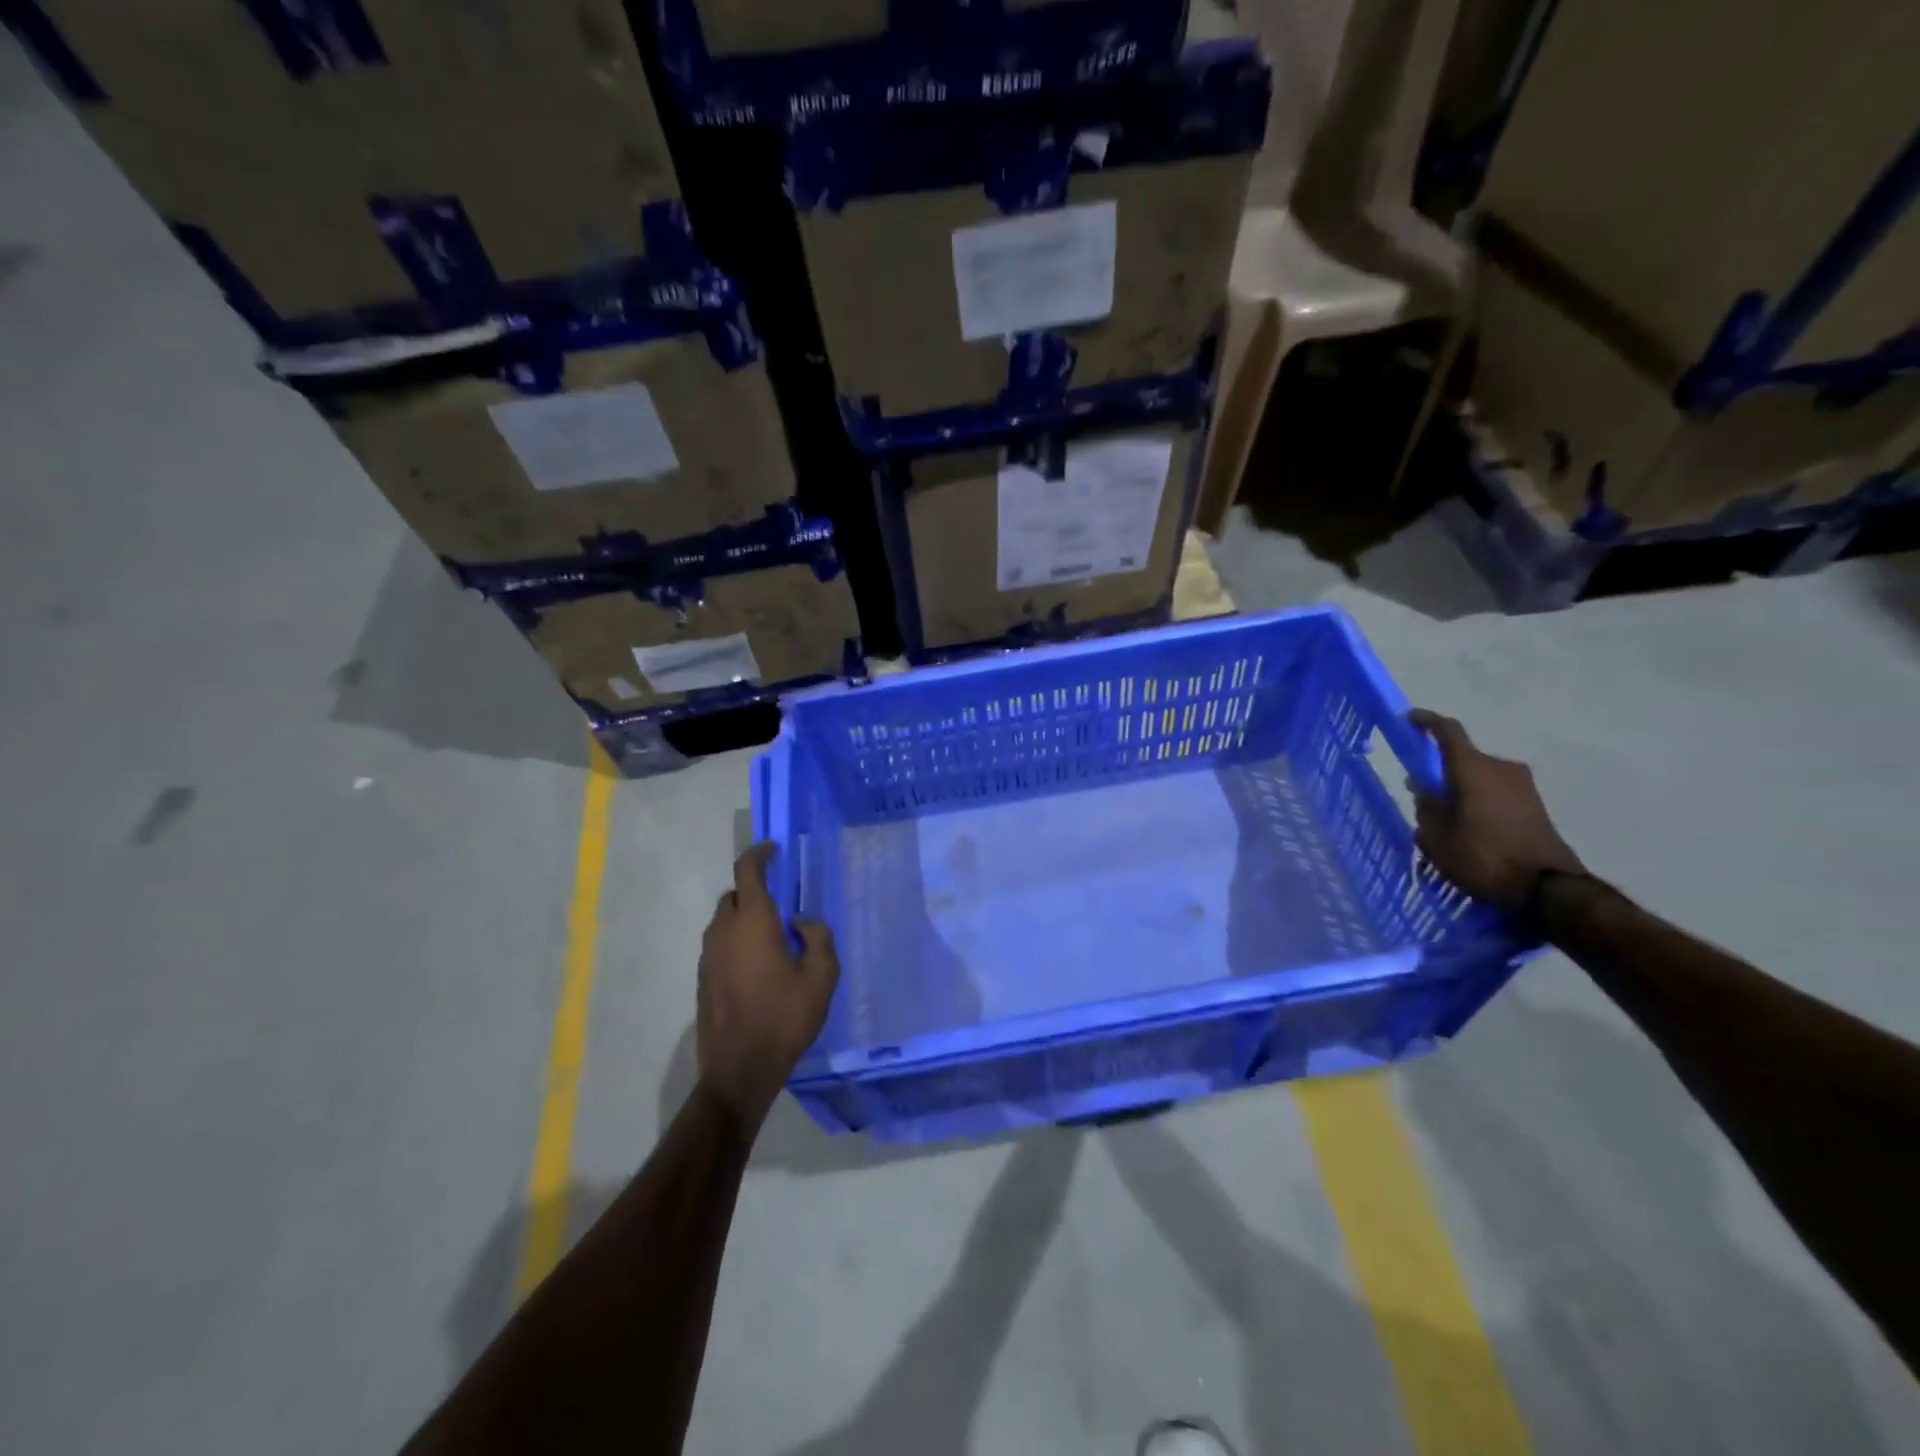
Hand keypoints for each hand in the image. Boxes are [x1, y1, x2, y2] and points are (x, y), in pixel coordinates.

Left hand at [697, 843, 839, 1129]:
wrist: (739, 1069)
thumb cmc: (784, 1017)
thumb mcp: (821, 976)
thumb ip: (818, 937)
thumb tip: (800, 923)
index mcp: (752, 922)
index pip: (748, 871)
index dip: (759, 854)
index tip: (773, 850)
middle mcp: (723, 931)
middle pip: (734, 895)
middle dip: (755, 890)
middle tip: (782, 903)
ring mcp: (708, 956)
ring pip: (724, 921)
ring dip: (745, 918)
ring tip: (773, 938)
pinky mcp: (702, 978)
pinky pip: (720, 944)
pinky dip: (737, 941)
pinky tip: (759, 966)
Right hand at [1408, 709, 1584, 910]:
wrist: (1548, 889)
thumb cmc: (1483, 857)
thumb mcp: (1437, 837)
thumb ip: (1426, 807)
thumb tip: (1423, 788)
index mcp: (1473, 768)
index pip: (1448, 732)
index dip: (1427, 722)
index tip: (1409, 719)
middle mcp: (1500, 768)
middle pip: (1463, 758)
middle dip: (1440, 770)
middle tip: (1421, 791)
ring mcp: (1523, 786)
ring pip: (1480, 777)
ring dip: (1460, 788)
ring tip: (1445, 817)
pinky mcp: (1535, 805)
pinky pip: (1496, 792)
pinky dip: (1478, 800)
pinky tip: (1469, 828)